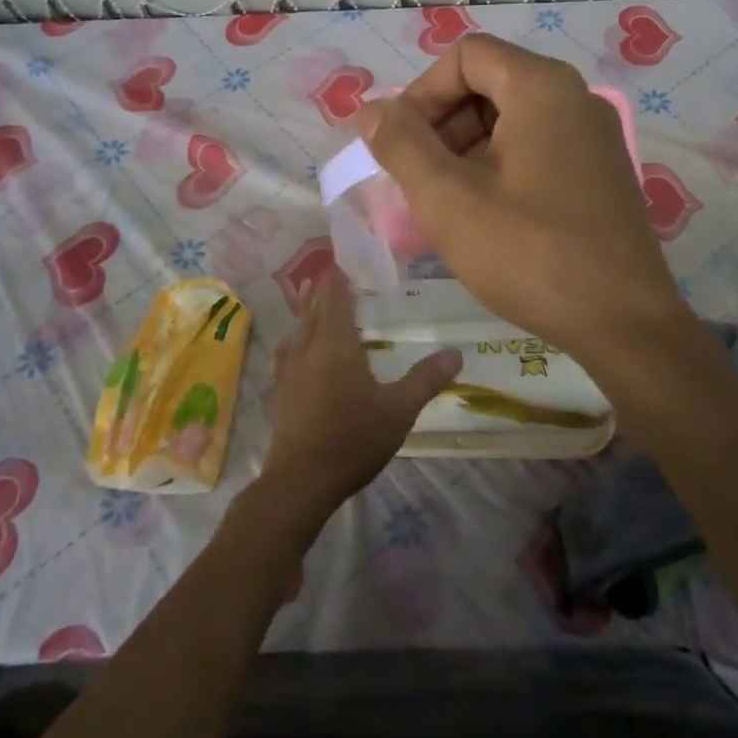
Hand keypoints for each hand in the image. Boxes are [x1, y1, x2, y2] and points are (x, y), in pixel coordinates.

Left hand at [258, 266, 459, 525]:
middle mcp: (307, 346)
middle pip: (314, 305)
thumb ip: (426, 379)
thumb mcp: (399, 410)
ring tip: (319, 297)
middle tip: (343, 271)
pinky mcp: (281, 388)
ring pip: (299, 325)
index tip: (350, 254)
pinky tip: (299, 343)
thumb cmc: (352, 439)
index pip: (335, 293)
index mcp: (335, 342)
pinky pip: (289, 347)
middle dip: (326, 285)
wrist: (300, 482)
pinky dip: (298, 333)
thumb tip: (457, 353)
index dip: (340, 271)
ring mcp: (289, 367)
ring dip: (310, 307)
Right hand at [354, 33, 695, 373]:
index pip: (467, 55)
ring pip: (513, 118)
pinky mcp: (602, 172)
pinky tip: (484, 214)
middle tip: (417, 177)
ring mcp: (595, 136)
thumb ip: (401, 146)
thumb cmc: (529, 253)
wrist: (624, 323)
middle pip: (491, 82)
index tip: (402, 143)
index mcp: (542, 87)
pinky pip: (538, 147)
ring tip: (444, 201)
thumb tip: (370, 111)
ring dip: (467, 148)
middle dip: (443, 123)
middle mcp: (576, 98)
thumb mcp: (448, 199)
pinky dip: (500, 166)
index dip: (423, 92)